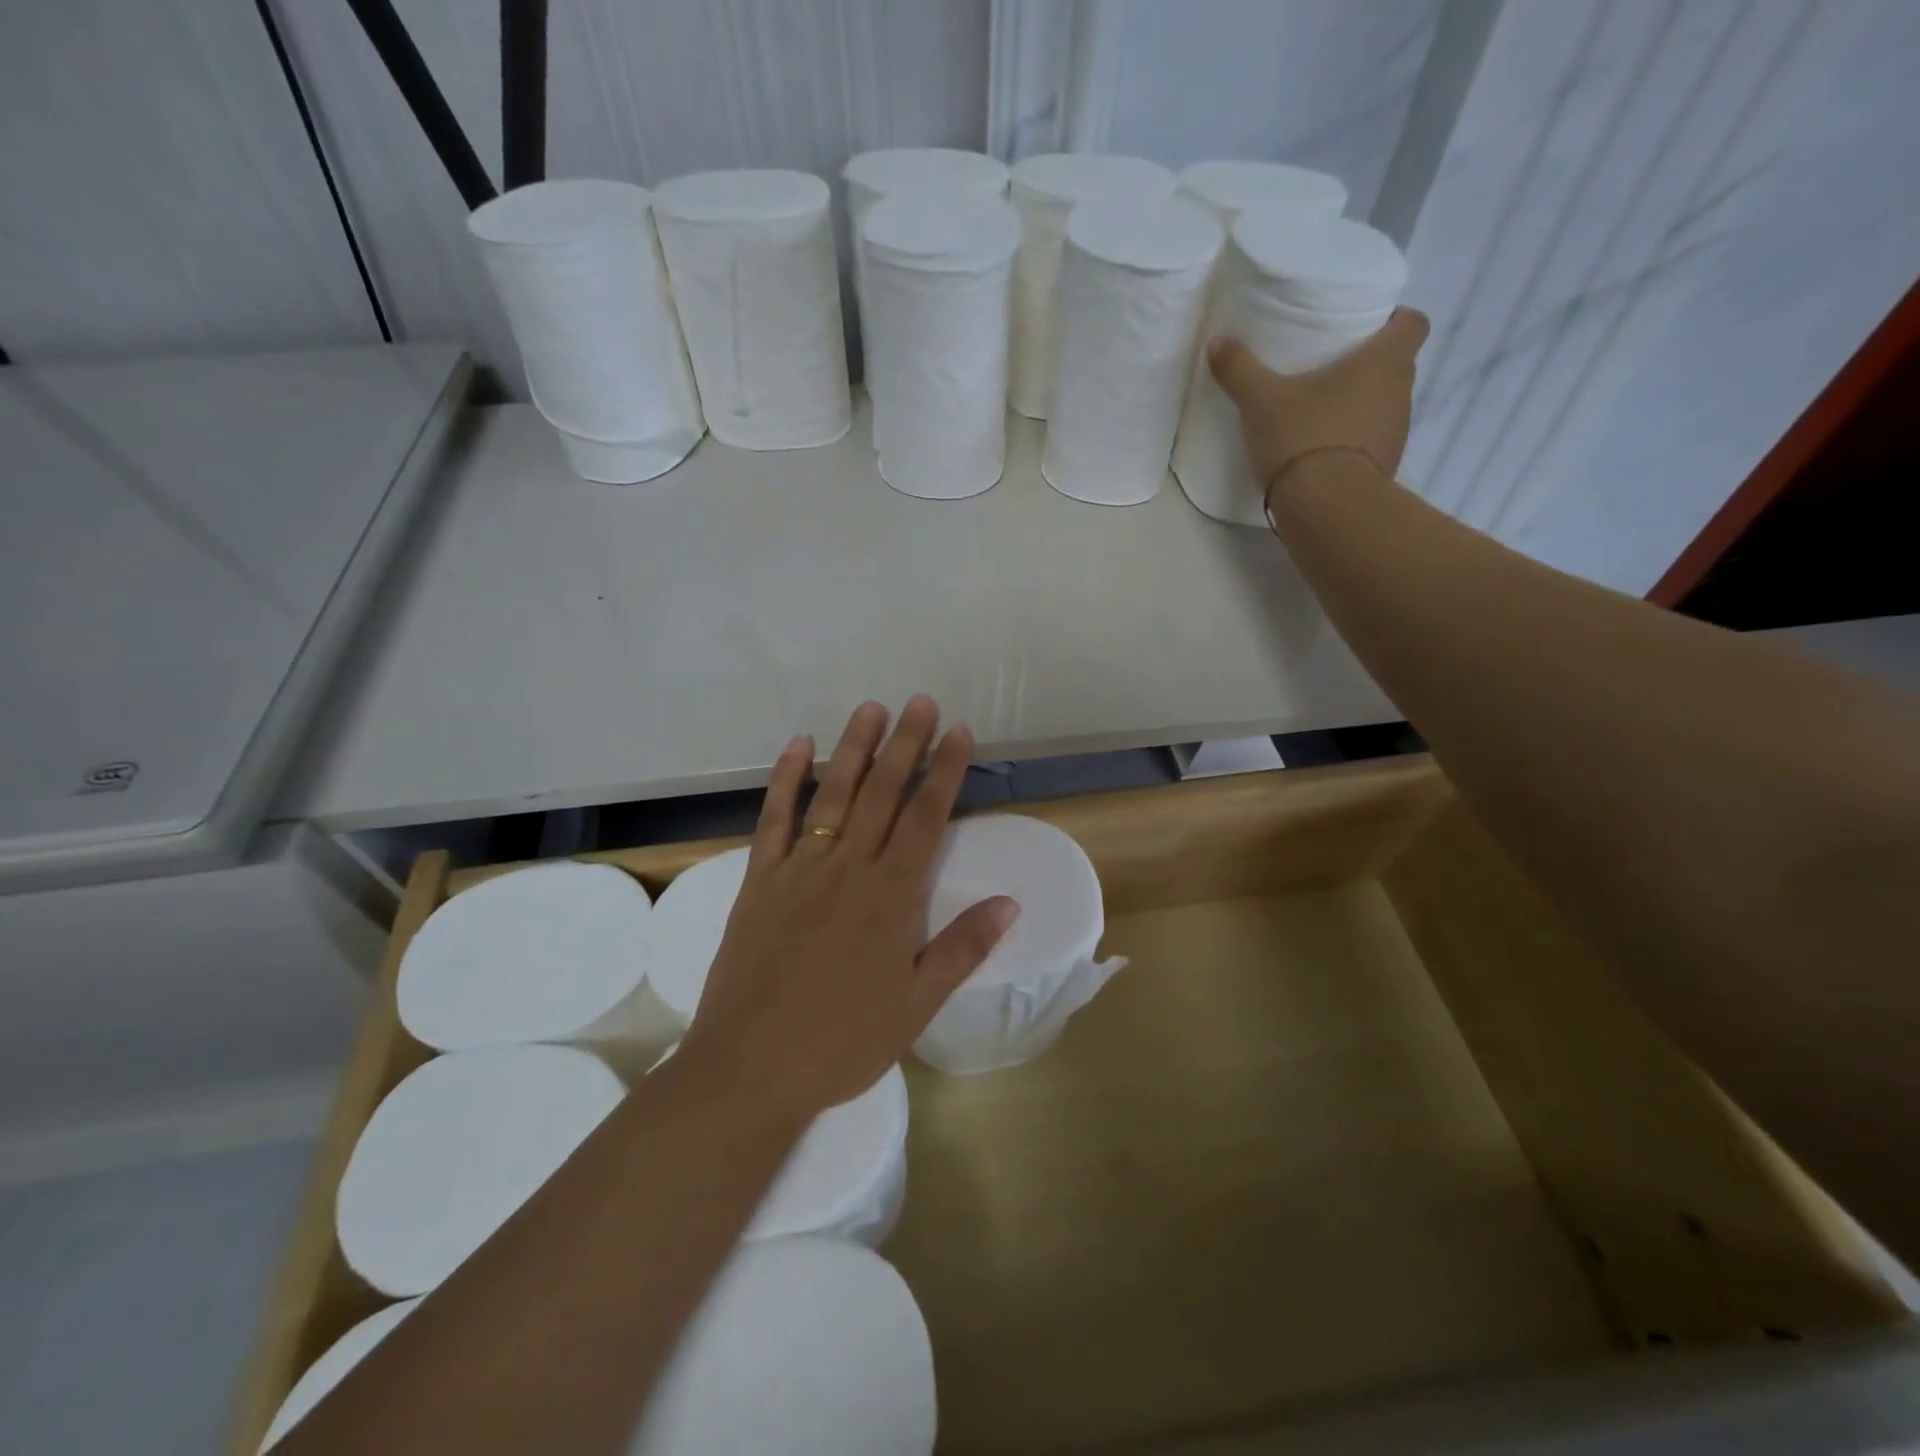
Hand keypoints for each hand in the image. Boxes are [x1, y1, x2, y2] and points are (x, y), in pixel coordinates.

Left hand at [675, 696, 1018, 1122]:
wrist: (750, 1068)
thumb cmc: (842, 1041)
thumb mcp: (916, 1005)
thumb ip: (962, 948)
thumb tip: (1009, 902)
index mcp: (890, 897)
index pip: (926, 818)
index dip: (945, 771)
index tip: (958, 732)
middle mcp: (847, 868)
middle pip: (883, 793)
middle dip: (906, 744)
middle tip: (920, 701)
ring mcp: (799, 869)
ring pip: (834, 795)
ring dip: (855, 749)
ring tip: (872, 709)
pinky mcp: (760, 879)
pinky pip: (774, 819)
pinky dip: (787, 780)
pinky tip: (799, 747)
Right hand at [1206, 307, 1428, 489]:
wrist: (1324, 506)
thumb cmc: (1302, 437)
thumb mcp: (1261, 400)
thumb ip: (1240, 369)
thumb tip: (1217, 342)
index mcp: (1384, 362)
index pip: (1414, 324)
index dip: (1395, 321)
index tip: (1366, 330)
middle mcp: (1401, 392)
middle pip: (1398, 366)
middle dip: (1370, 367)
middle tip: (1332, 373)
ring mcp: (1397, 434)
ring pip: (1385, 407)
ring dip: (1362, 407)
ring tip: (1323, 416)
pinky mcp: (1385, 468)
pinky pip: (1373, 444)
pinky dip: (1354, 444)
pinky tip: (1323, 453)